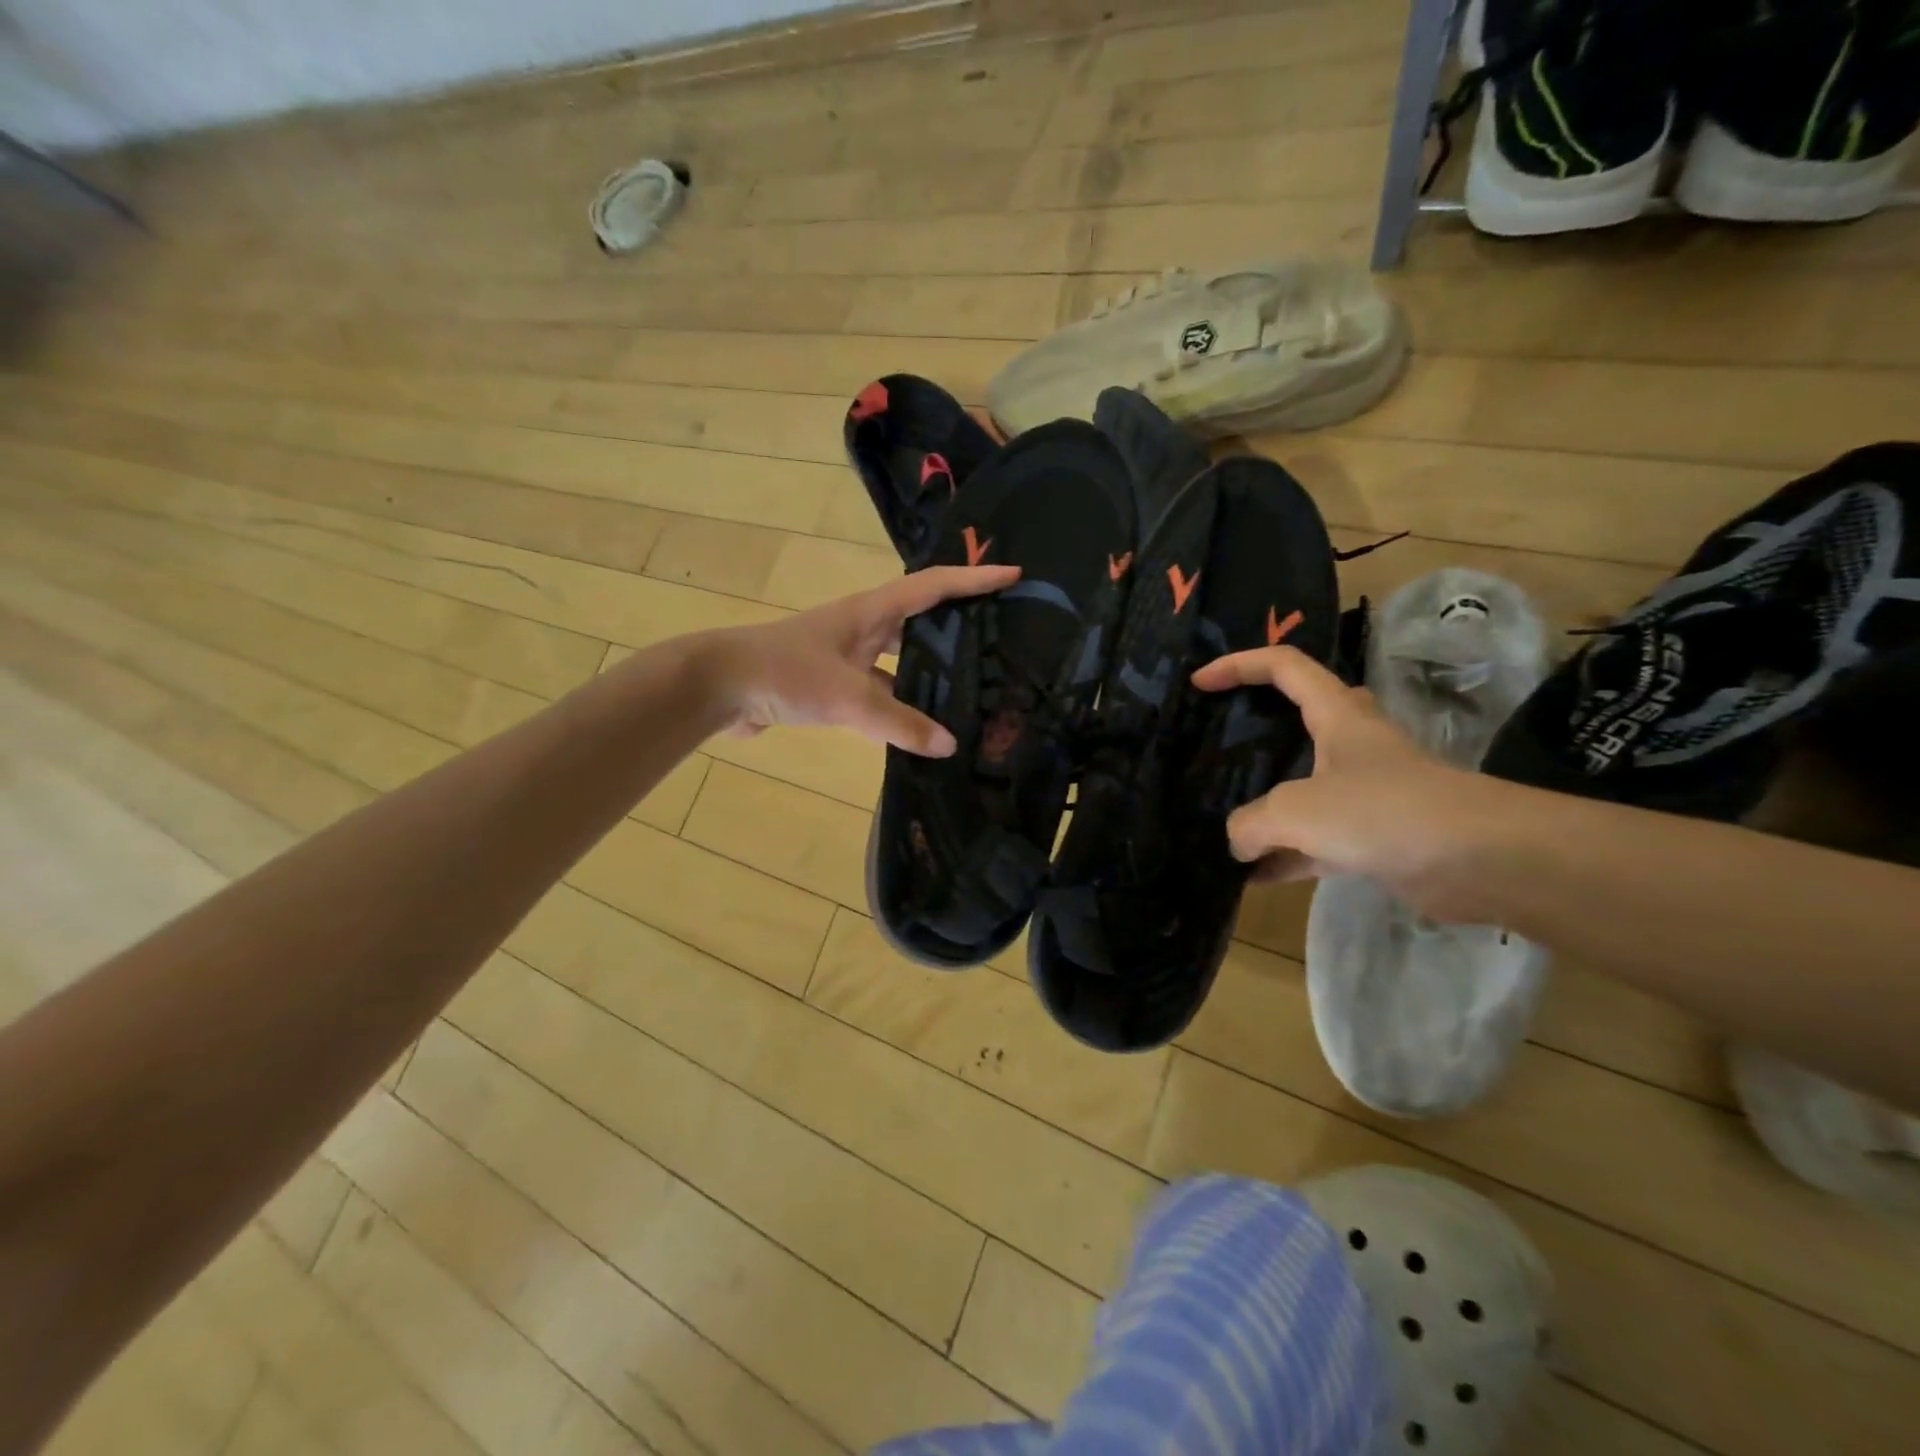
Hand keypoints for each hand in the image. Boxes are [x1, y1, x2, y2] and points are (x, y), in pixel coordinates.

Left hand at [707, 565, 1019, 755]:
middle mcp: (863, 628)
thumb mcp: (848, 698)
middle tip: (999, 639)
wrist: (717, 687)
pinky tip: (921, 727)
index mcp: (870, 612)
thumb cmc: (785, 673)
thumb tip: (950, 745)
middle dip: (959, 624)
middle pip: (921, 619)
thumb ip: (899, 724)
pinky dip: (902, 705)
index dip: (973, 579)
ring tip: (971, 689)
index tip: (1013, 574)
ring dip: (930, 670)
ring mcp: (846, 656)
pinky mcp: (832, 685)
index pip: (932, 586)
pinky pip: (880, 690)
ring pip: (901, 660)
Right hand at [1191, 646, 1499, 917]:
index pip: (1283, 667)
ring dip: (1264, 804)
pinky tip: (1249, 877)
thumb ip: (1251, 823)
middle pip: (1297, 720)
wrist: (1480, 860)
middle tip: (1217, 745)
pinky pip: (1314, 841)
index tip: (1199, 684)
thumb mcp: (1296, 810)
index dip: (1238, 665)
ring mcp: (1363, 791)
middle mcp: (1350, 745)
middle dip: (1256, 728)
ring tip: (1220, 818)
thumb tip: (1236, 844)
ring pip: (1301, 787)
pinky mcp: (1373, 836)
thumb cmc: (1382, 810)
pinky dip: (1283, 855)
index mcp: (1335, 715)